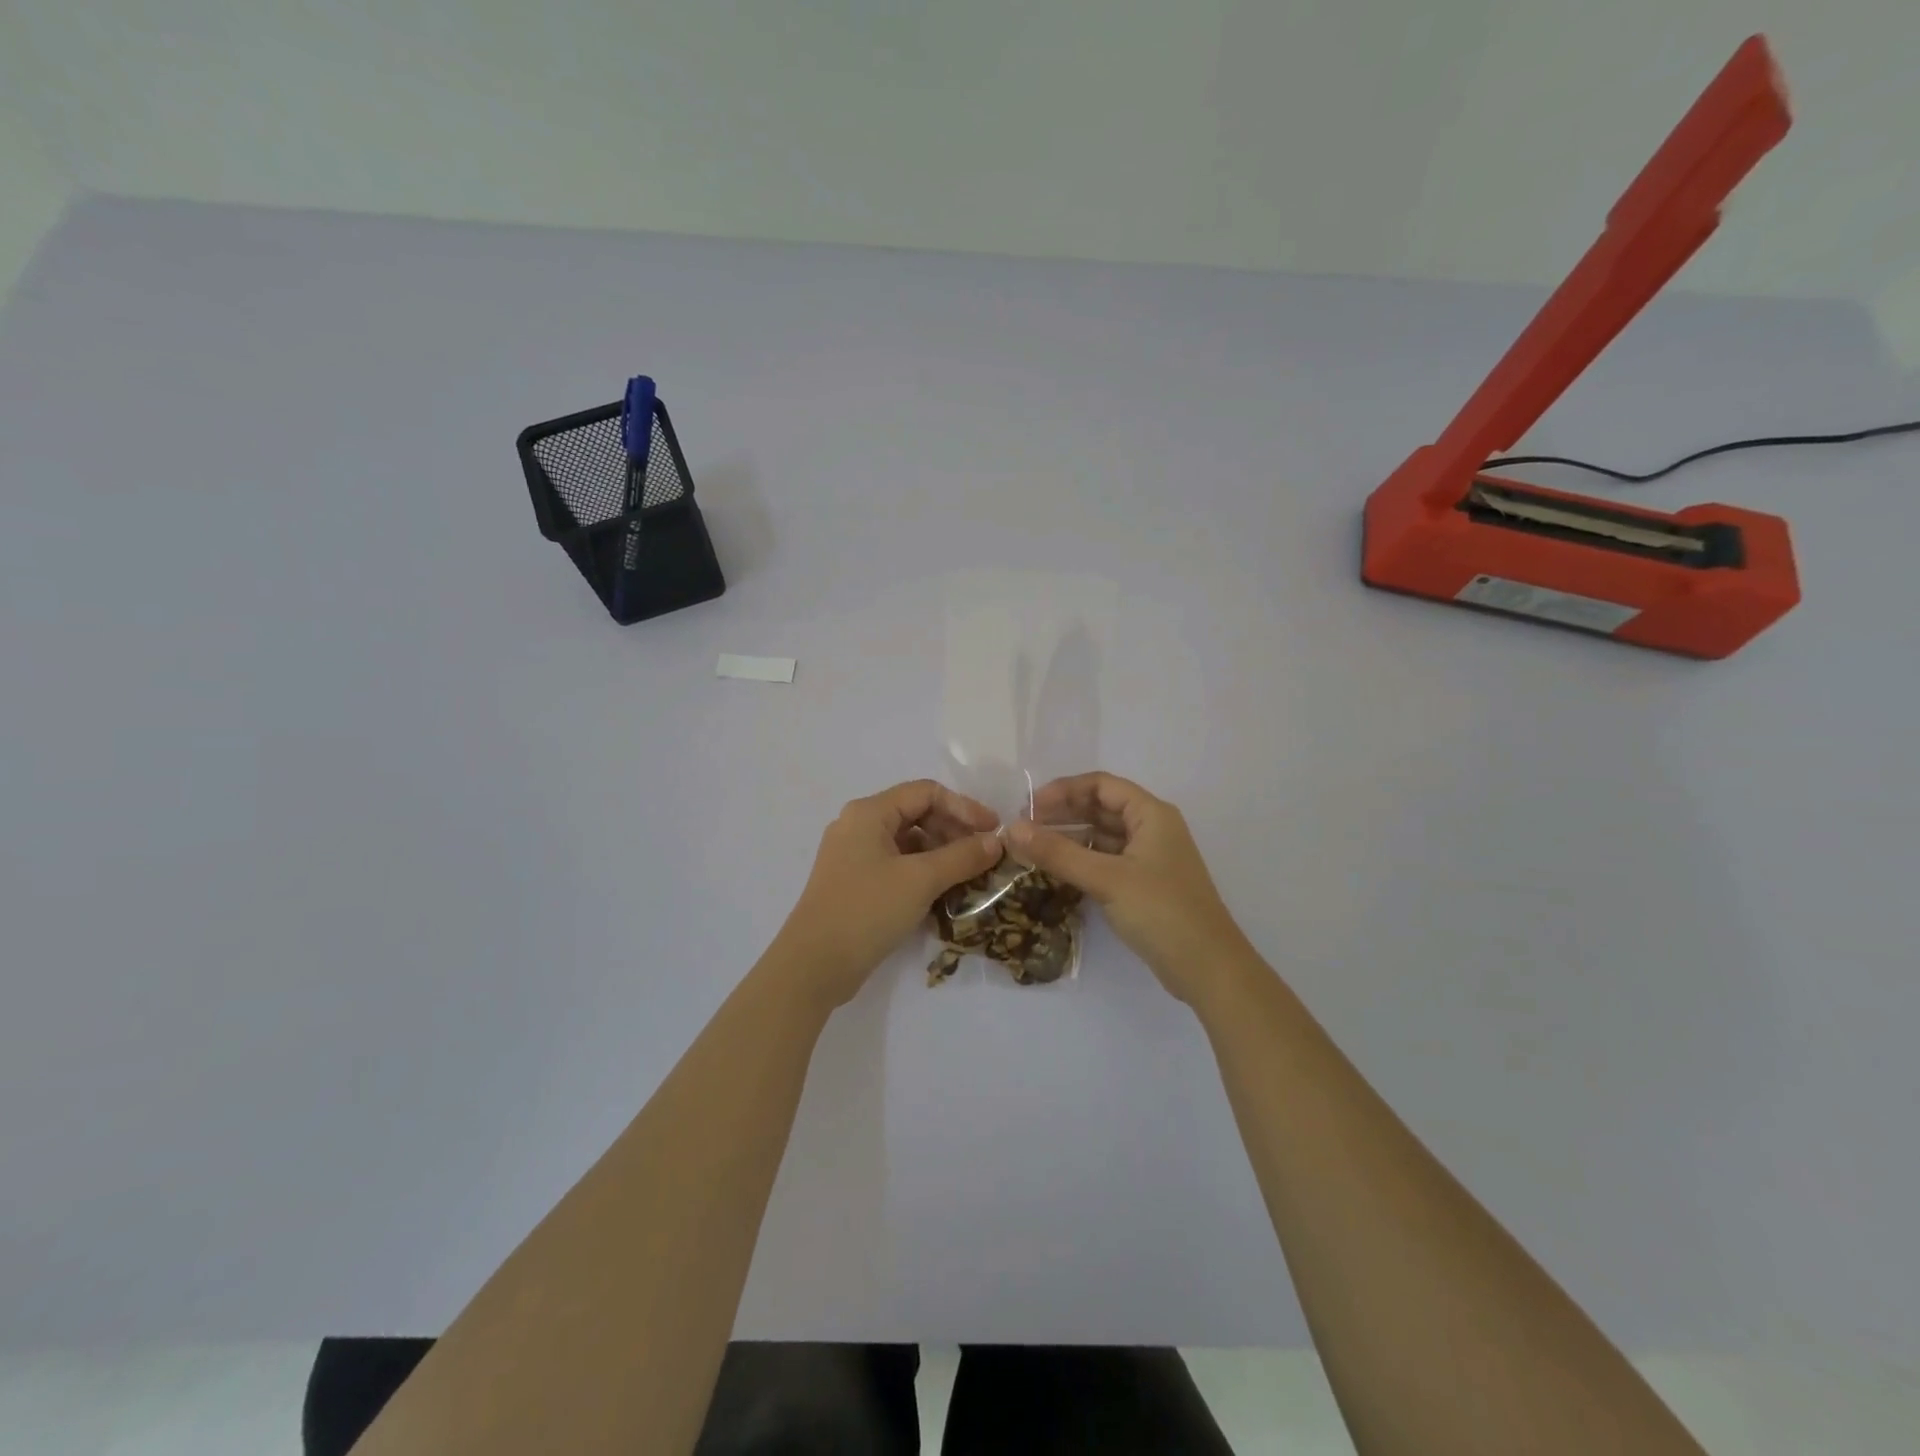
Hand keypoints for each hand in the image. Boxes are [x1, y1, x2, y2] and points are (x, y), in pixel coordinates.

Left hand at [773, 780, 1002, 1009]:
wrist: (813, 966)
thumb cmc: (867, 911)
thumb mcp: (921, 880)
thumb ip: (962, 857)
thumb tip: (997, 842)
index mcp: (869, 812)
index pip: (926, 792)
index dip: (964, 807)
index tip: (994, 831)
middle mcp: (858, 826)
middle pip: (917, 814)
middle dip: (954, 831)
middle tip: (984, 855)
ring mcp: (854, 856)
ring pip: (908, 842)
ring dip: (942, 854)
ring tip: (970, 876)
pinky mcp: (855, 883)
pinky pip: (897, 865)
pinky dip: (923, 873)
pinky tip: (945, 894)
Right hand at [1008, 772, 1249, 1004]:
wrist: (1208, 968)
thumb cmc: (1161, 911)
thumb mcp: (1106, 878)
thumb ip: (1058, 853)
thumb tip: (1011, 829)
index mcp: (1151, 814)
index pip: (1100, 785)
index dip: (1063, 790)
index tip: (1028, 807)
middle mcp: (1152, 828)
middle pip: (1101, 807)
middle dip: (1062, 813)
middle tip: (1024, 828)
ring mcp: (1149, 858)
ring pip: (1102, 836)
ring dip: (1069, 838)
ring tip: (1032, 849)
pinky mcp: (1144, 885)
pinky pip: (1107, 860)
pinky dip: (1082, 860)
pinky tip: (1056, 871)